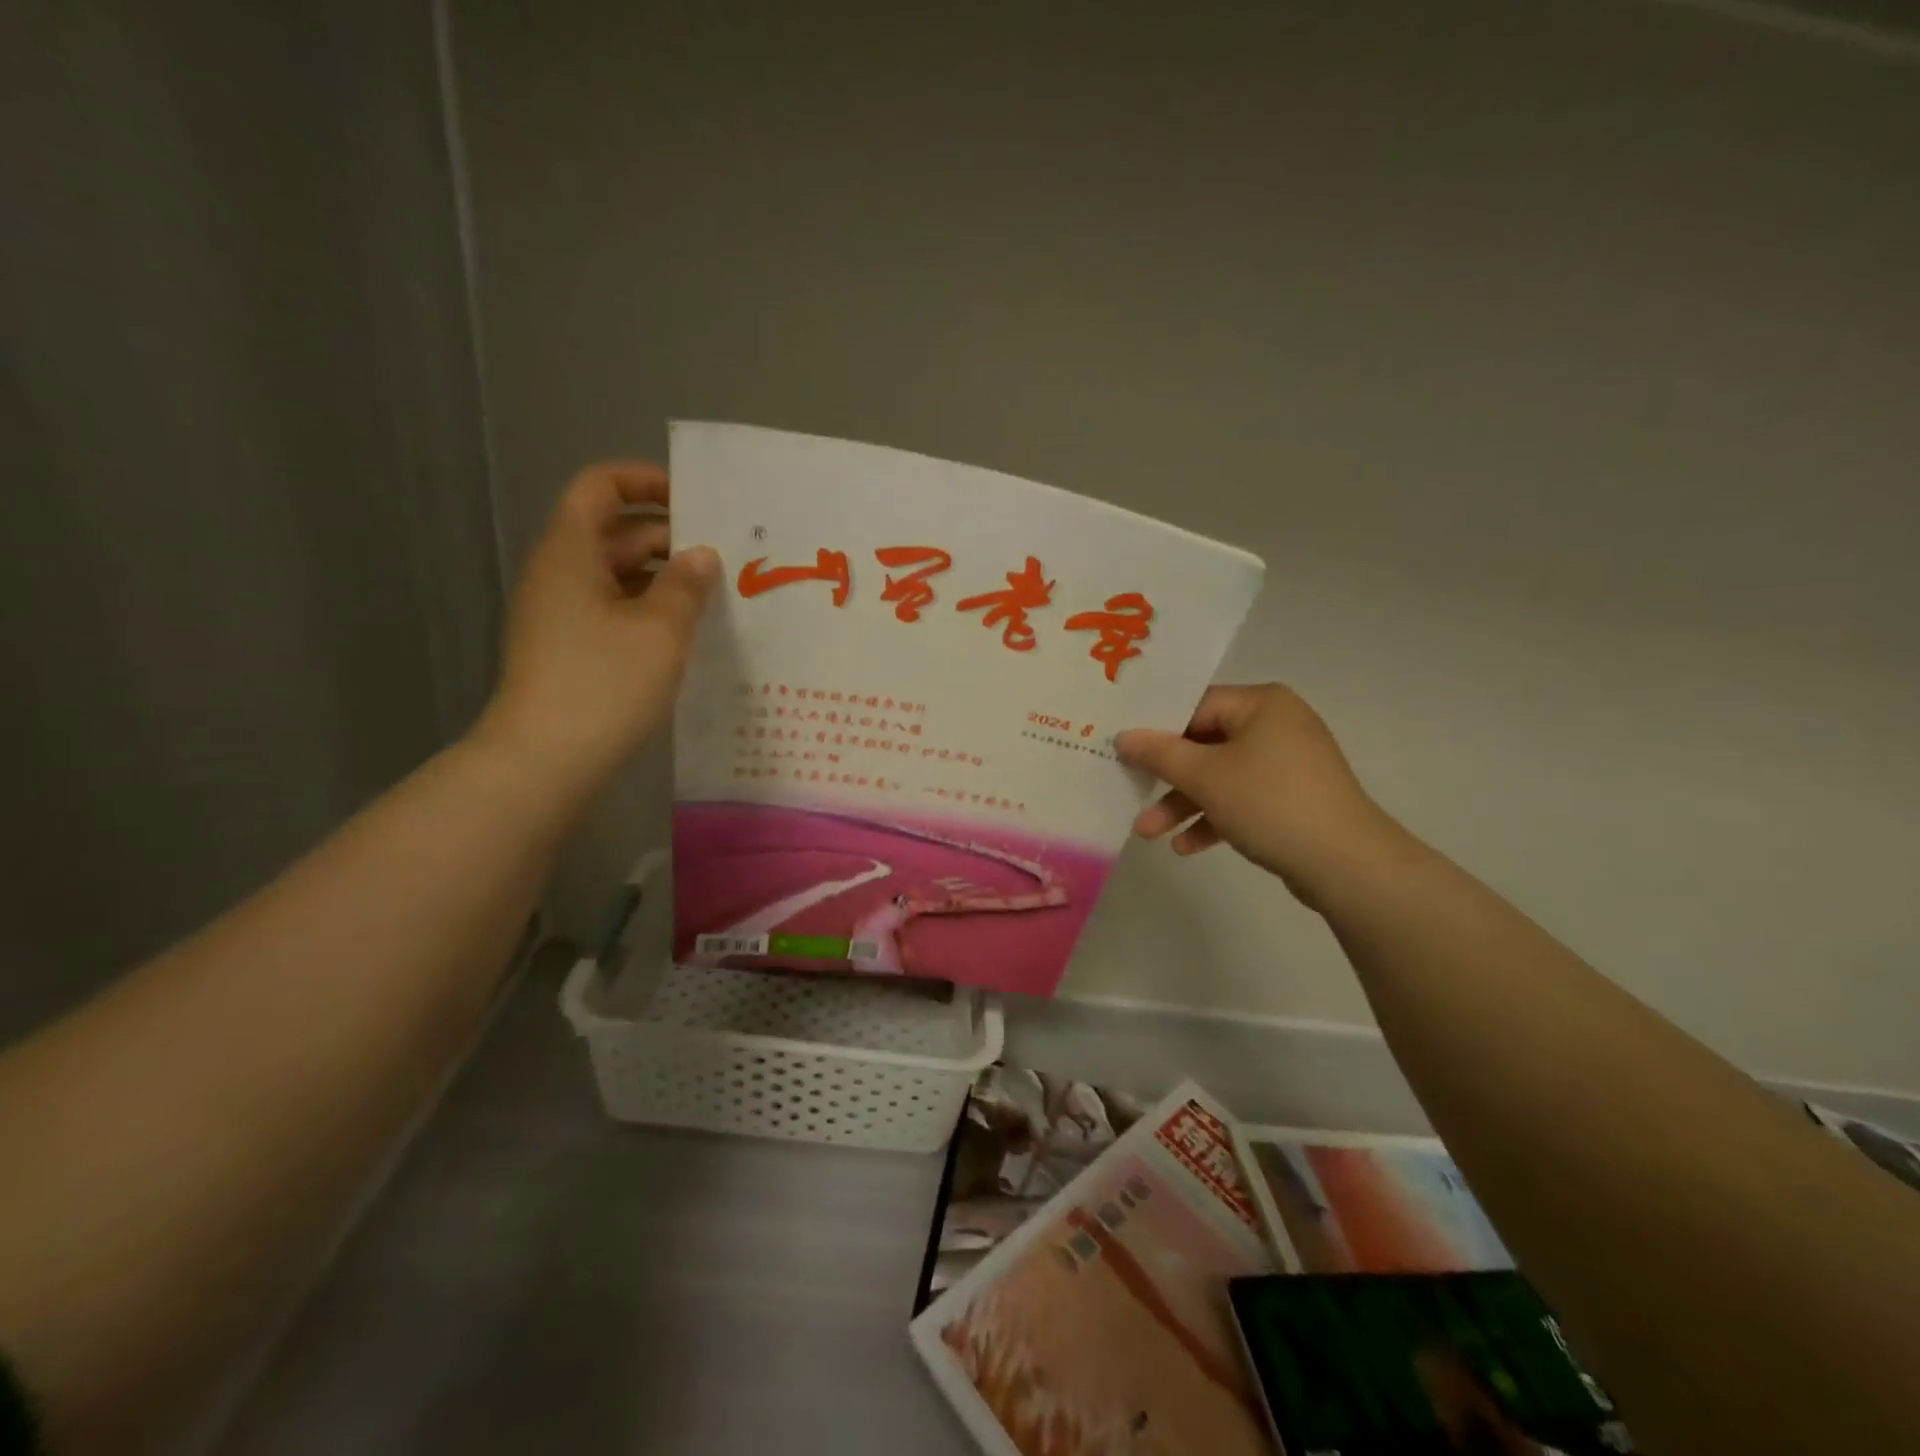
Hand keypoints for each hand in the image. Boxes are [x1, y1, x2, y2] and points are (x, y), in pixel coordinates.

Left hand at [474, 462, 717, 799]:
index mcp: (571, 551)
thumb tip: (701, 555)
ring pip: (616, 574)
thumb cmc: (605, 683)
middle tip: (725, 557)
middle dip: (669, 537)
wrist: (544, 760)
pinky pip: (612, 609)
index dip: (645, 481)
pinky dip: (648, 609)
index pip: (601, 486)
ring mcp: (560, 612)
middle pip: (614, 531)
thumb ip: (687, 584)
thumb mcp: (661, 630)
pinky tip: (686, 633)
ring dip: (663, 577)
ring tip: (716, 596)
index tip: (695, 503)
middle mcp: (560, 572)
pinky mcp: (568, 647)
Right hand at [1115, 684, 1411, 905]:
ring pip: (1221, 776)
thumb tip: (1123, 736)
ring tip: (1149, 834)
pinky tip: (1186, 848)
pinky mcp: (1292, 798)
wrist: (1347, 864)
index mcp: (1261, 704)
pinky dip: (1214, 818)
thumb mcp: (1205, 776)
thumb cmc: (1270, 803)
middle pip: (1205, 744)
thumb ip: (1159, 753)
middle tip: (1130, 793)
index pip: (1195, 705)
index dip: (1156, 730)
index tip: (1123, 752)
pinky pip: (1242, 799)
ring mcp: (1287, 763)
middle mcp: (1277, 724)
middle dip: (1167, 777)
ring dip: (1183, 804)